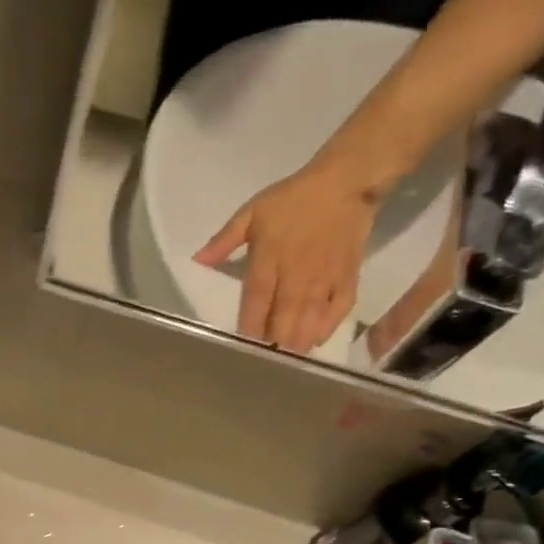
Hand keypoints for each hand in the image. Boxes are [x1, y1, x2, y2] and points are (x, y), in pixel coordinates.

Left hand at [193, 161, 375, 352]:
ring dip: (298, 340)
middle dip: (274, 341)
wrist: (345, 182)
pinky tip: (316, 340)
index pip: (256, 299)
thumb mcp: (251, 213)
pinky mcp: (347, 275)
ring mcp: (324, 276)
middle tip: (265, 361)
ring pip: (310, 317)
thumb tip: (196, 261)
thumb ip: (223, 241)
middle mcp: (296, 273)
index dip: (250, 325)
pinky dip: (328, 326)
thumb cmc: (292, 199)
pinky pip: (339, 307)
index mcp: (269, 258)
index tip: (243, 345)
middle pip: (284, 316)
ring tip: (287, 359)